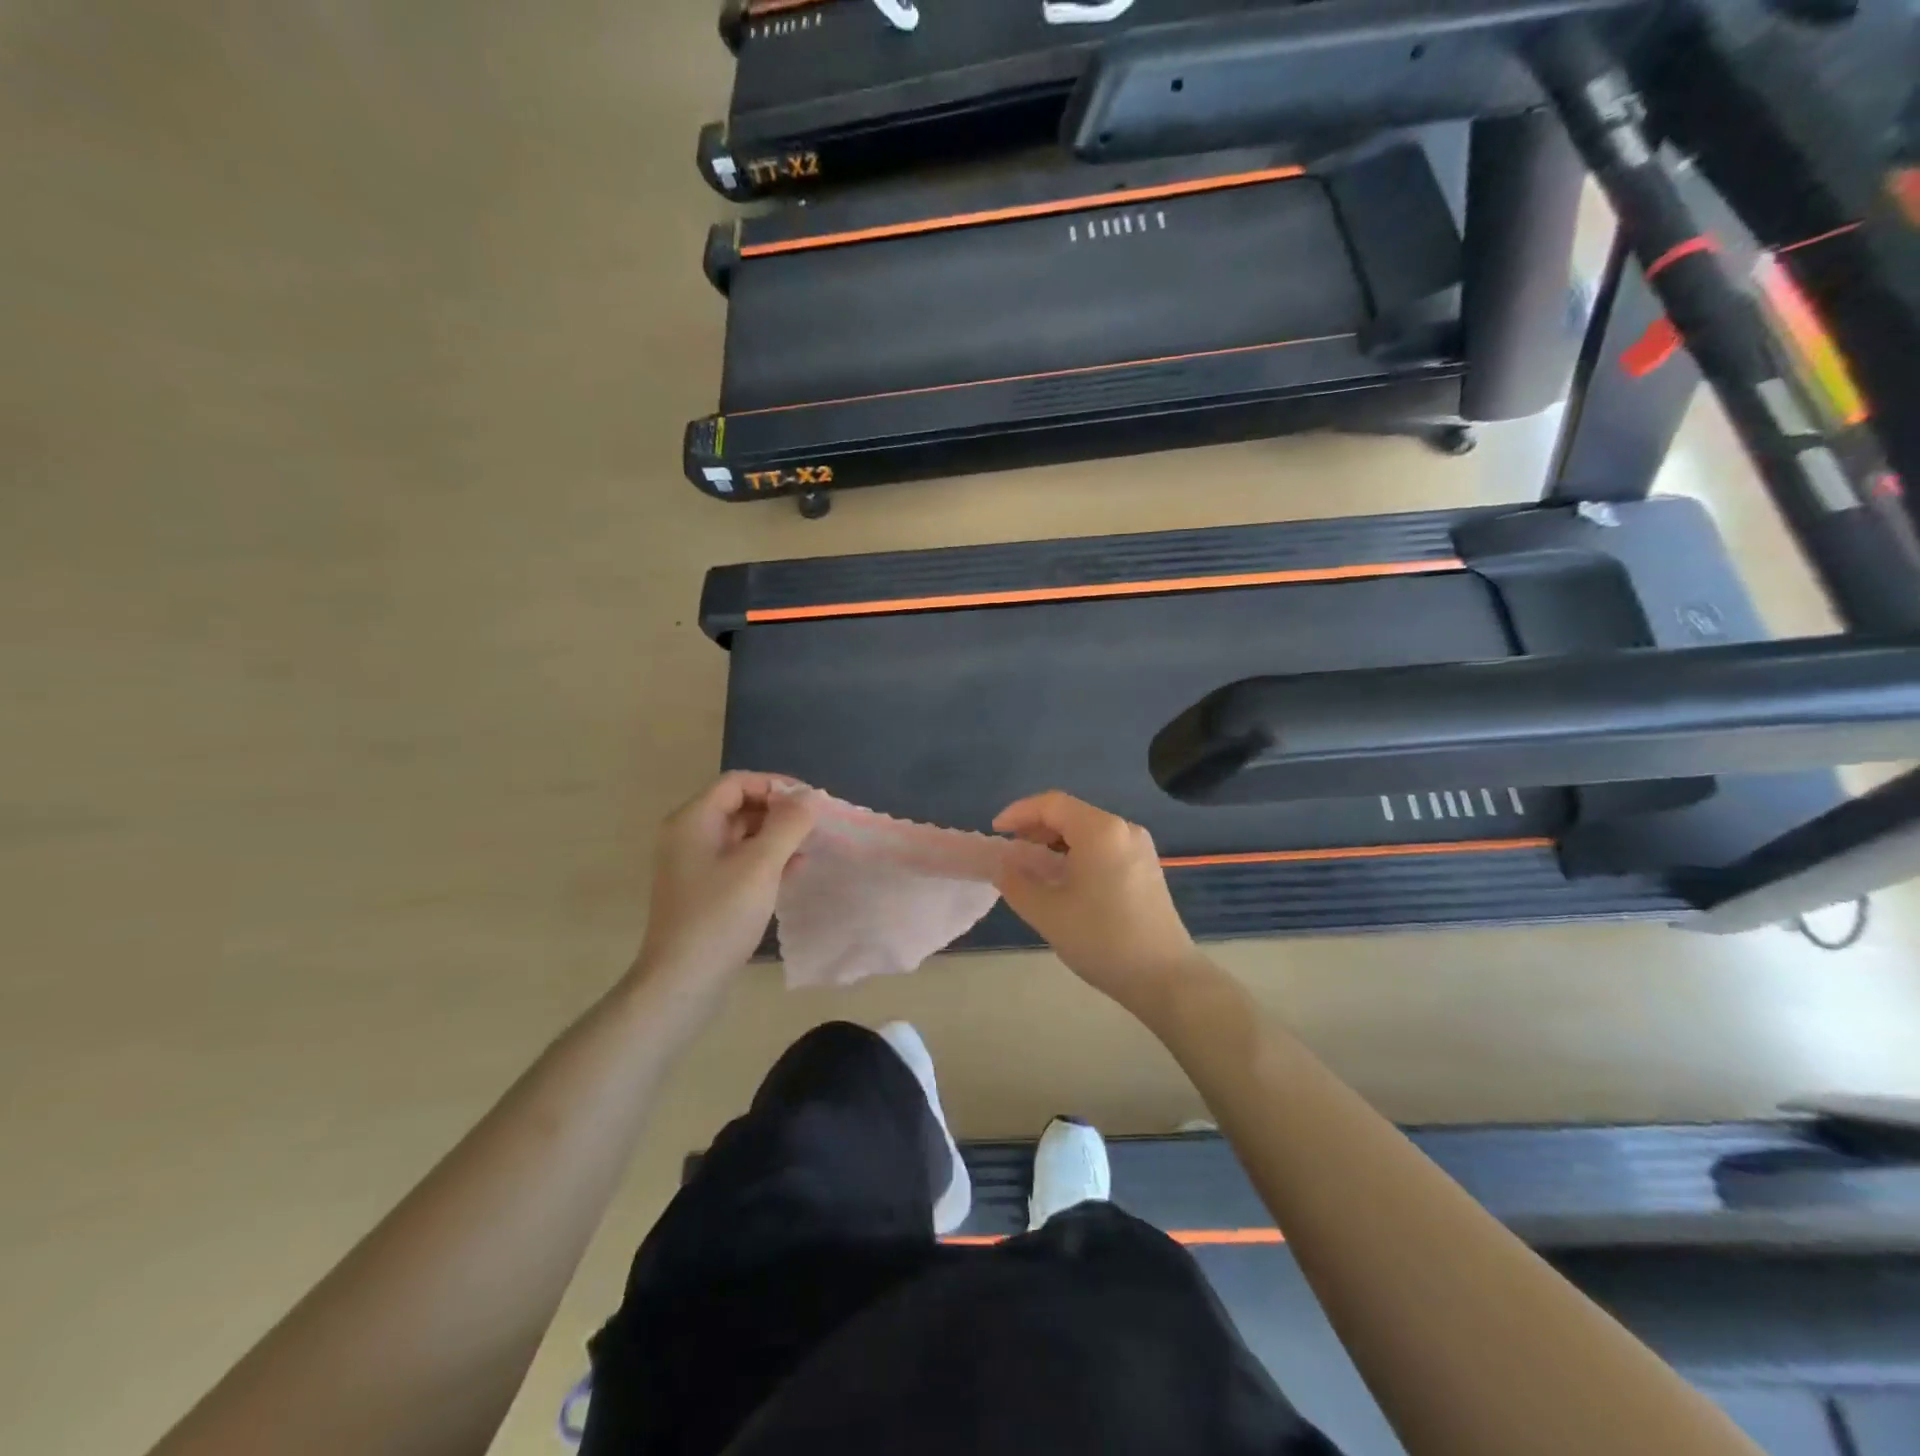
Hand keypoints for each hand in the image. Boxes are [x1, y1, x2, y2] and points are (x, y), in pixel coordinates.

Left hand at [634, 772, 816, 993]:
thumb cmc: (720, 915)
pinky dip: (764, 858)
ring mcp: (693, 863)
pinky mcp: (703, 888)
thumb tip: (811, 796)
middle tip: (814, 826)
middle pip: (739, 805)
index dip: (776, 785)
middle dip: (778, 811)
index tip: (810, 803)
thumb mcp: (761, 865)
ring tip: (809, 847)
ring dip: (775, 835)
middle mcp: (688, 834)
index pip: (738, 782)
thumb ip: (788, 825)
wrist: (682, 981)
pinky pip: (737, 859)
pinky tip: (793, 870)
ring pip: (740, 834)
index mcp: (693, 820)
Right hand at [993, 791, 1202, 1014]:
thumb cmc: (1101, 939)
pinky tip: (1065, 879)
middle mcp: (1123, 829)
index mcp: (1100, 830)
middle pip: (1071, 813)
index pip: (1051, 804)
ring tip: (1033, 867)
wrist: (1164, 977)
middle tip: (1011, 851)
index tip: (996, 832)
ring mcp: (1139, 848)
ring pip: (1088, 830)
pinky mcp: (1146, 867)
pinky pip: (1104, 846)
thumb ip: (1015, 882)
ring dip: (1056, 841)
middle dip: (1036, 827)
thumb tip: (1002, 864)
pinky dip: (1078, 853)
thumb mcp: (1047, 912)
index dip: (1019, 812)